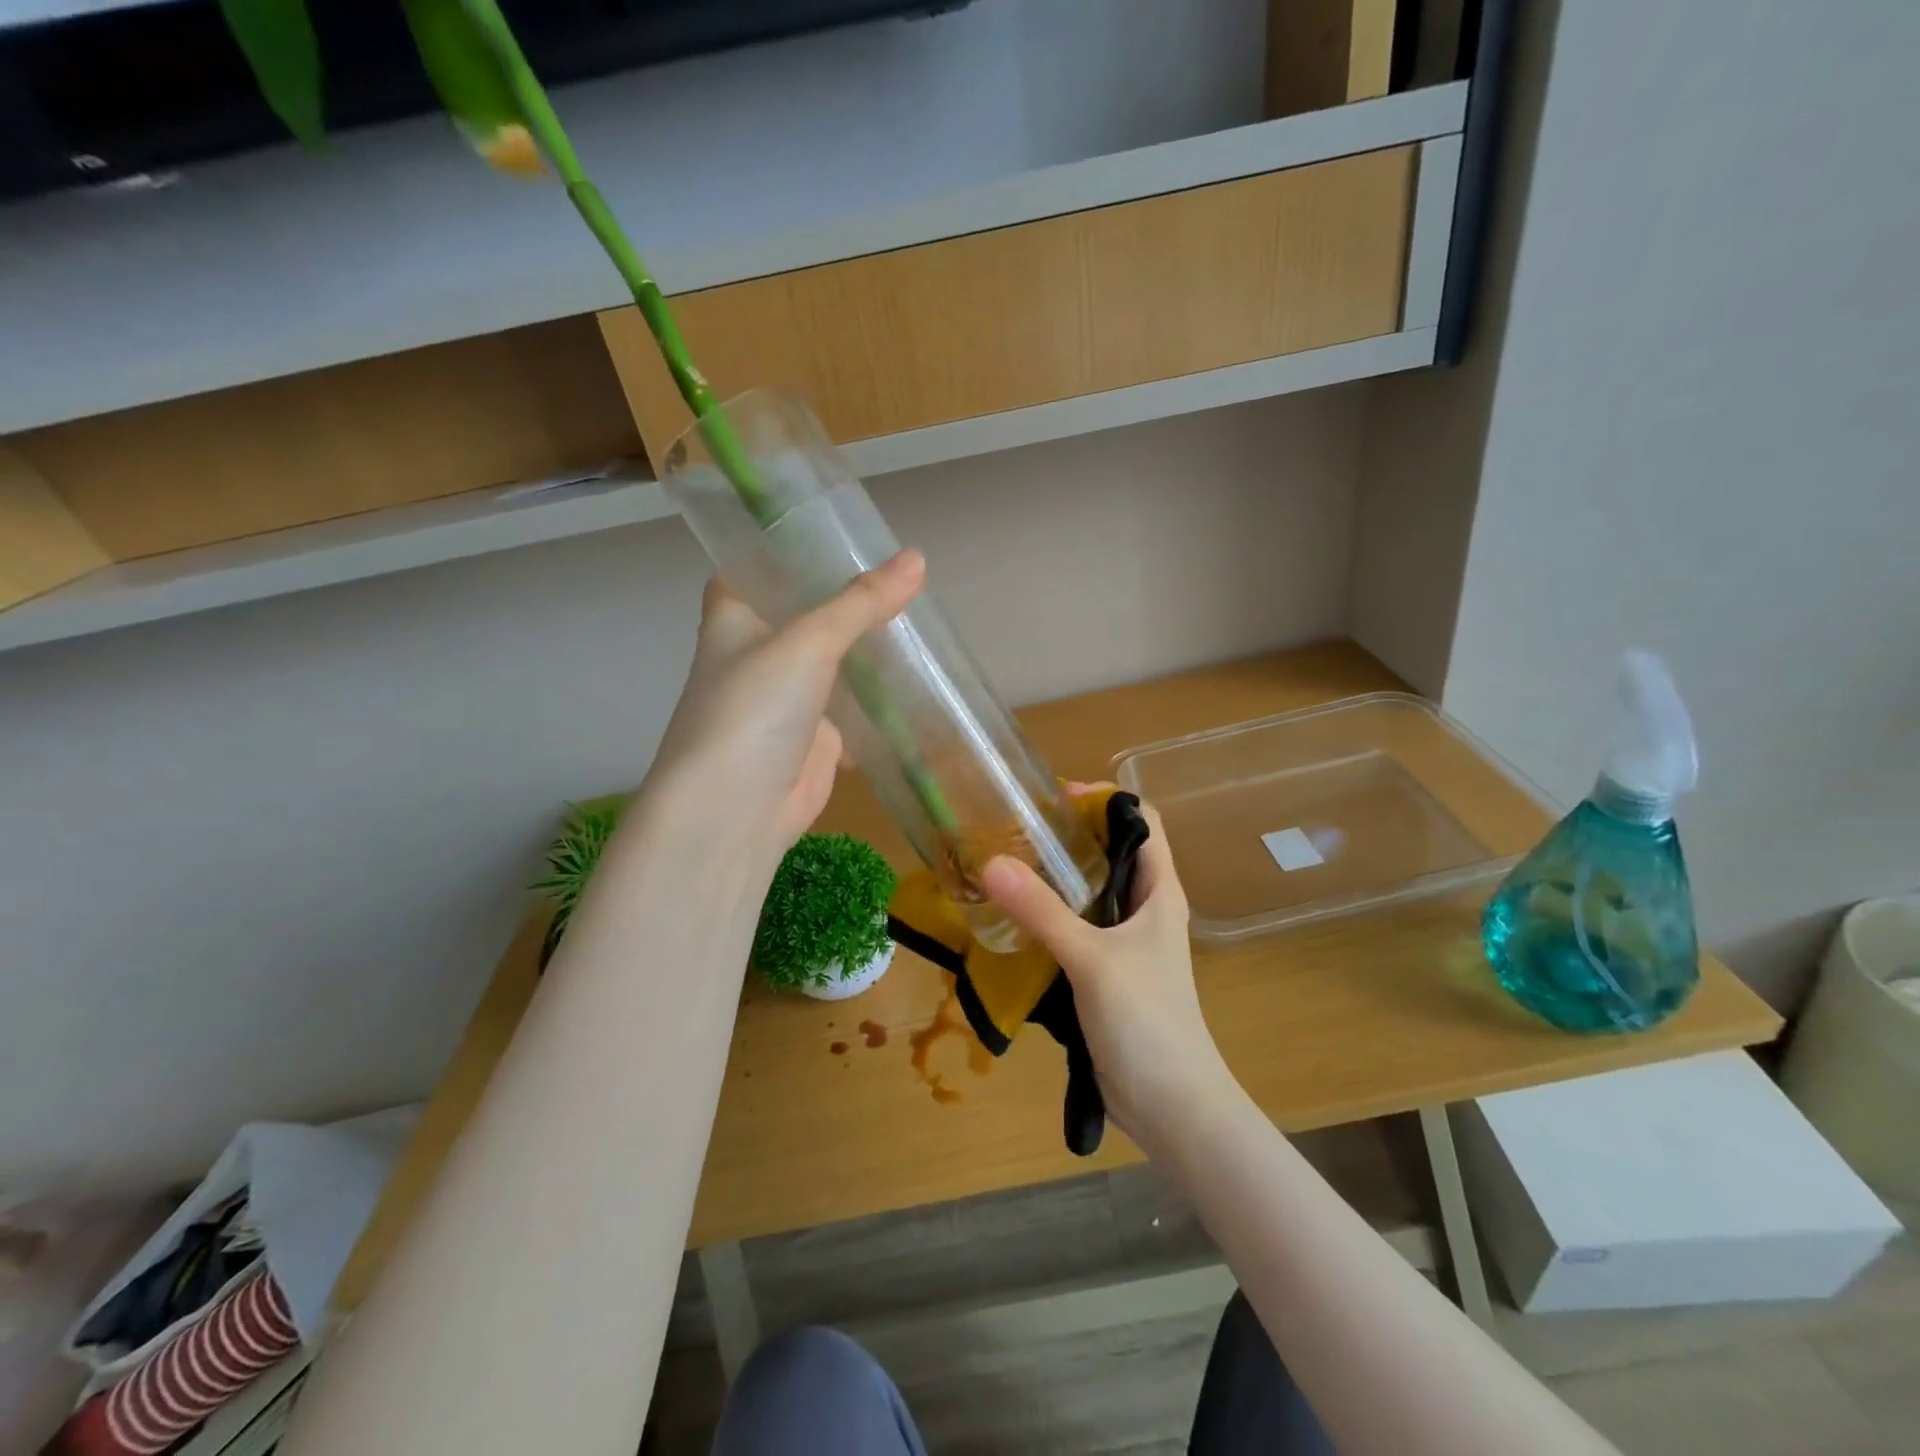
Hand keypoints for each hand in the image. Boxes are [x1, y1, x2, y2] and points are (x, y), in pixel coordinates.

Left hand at [640, 550, 925, 868]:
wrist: (735, 812)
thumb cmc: (753, 710)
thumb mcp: (808, 642)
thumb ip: (862, 603)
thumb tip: (917, 558)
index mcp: (735, 619)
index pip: (755, 569)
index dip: (787, 551)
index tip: (835, 533)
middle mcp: (758, 654)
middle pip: (805, 615)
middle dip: (847, 600)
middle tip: (901, 574)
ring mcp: (788, 700)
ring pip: (834, 663)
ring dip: (867, 649)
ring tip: (919, 618)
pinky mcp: (816, 739)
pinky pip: (853, 710)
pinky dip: (880, 700)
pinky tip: (916, 682)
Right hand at [980, 799, 1239, 1144]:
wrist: (1171, 1105)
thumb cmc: (1147, 1020)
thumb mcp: (1092, 959)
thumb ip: (1042, 911)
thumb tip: (992, 862)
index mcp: (1158, 891)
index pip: (1141, 819)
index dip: (1104, 800)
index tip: (1053, 798)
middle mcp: (1143, 908)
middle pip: (1108, 852)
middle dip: (1066, 836)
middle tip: (1014, 830)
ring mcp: (1124, 941)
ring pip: (1087, 892)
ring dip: (1052, 878)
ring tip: (1003, 865)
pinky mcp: (1104, 971)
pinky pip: (1073, 928)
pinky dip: (1045, 916)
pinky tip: (1010, 918)